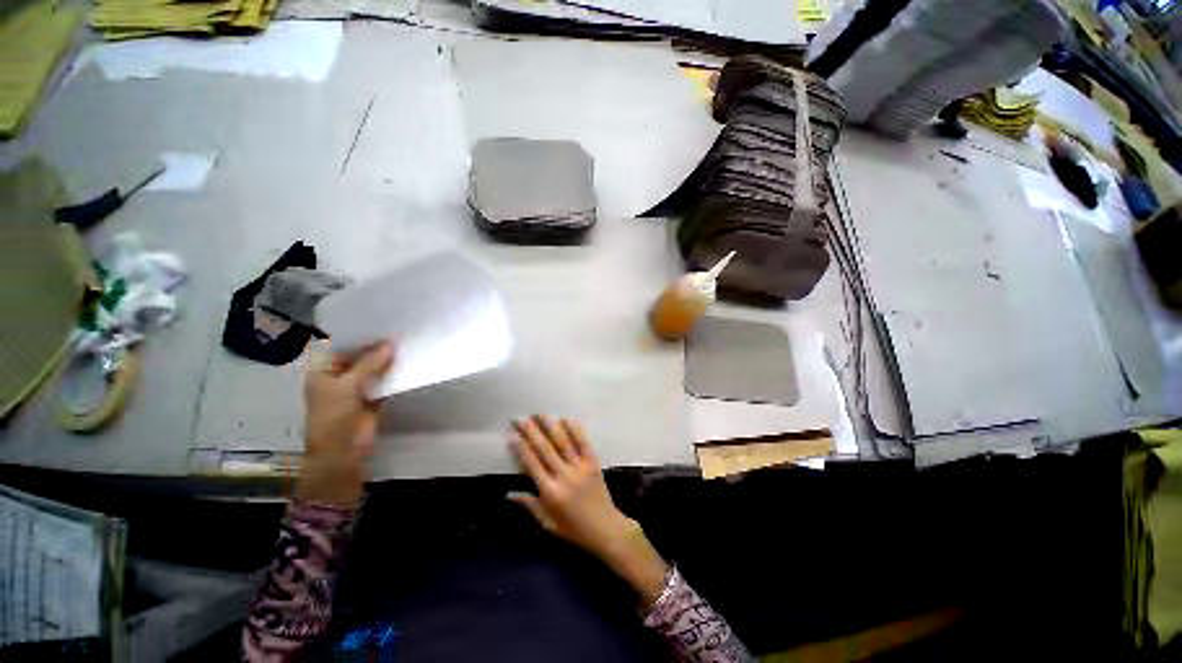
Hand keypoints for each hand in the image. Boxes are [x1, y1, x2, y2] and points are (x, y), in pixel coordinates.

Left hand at [296, 342, 393, 506]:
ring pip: (374, 368)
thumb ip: (369, 365)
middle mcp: (340, 376)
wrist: (342, 453)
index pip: (340, 346)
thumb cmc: (333, 417)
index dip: (358, 335)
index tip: (380, 321)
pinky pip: (385, 381)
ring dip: (388, 360)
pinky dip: (395, 374)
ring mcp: (358, 387)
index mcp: (324, 371)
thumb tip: (391, 344)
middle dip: (377, 346)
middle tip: (399, 328)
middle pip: (360, 356)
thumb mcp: (347, 387)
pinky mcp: (374, 397)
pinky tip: (409, 362)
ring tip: (407, 341)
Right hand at [509, 416, 668, 604]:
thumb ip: (529, 505)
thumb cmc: (573, 529)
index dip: (521, 448)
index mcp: (551, 492)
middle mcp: (565, 476)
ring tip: (539, 414)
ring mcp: (581, 467)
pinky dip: (575, 430)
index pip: (532, 465)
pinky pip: (583, 443)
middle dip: (531, 432)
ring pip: (563, 442)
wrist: (605, 528)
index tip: (512, 435)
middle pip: (545, 449)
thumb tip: (509, 493)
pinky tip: (566, 419)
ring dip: (550, 426)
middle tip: (520, 418)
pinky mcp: (593, 463)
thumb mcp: (547, 523)